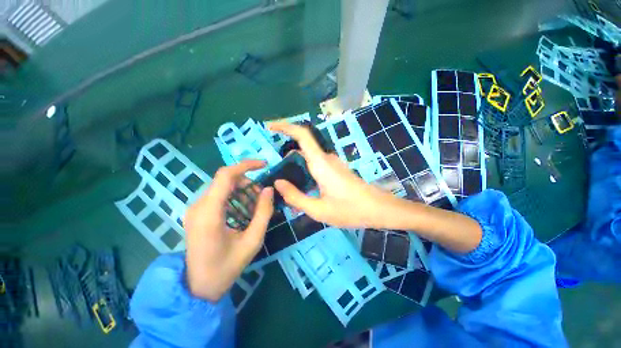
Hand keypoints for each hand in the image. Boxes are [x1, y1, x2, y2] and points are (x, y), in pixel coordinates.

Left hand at [184, 160, 273, 300]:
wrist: (198, 287)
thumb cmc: (227, 267)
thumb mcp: (252, 241)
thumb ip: (263, 212)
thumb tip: (269, 189)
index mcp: (209, 213)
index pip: (225, 175)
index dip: (246, 165)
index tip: (264, 165)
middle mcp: (198, 206)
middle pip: (225, 180)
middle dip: (247, 182)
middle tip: (261, 197)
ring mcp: (195, 209)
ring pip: (222, 187)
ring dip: (241, 190)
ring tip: (254, 206)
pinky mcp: (196, 213)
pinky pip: (218, 196)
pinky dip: (234, 197)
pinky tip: (242, 211)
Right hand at [269, 122, 396, 228]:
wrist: (379, 209)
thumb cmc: (350, 210)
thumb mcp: (319, 209)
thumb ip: (295, 196)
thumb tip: (278, 183)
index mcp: (321, 164)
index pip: (302, 135)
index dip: (285, 126)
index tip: (270, 127)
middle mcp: (326, 159)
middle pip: (303, 146)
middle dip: (285, 152)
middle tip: (272, 168)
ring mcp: (333, 163)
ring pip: (309, 156)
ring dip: (295, 163)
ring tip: (284, 180)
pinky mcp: (336, 169)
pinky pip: (316, 164)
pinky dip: (305, 169)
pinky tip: (301, 185)